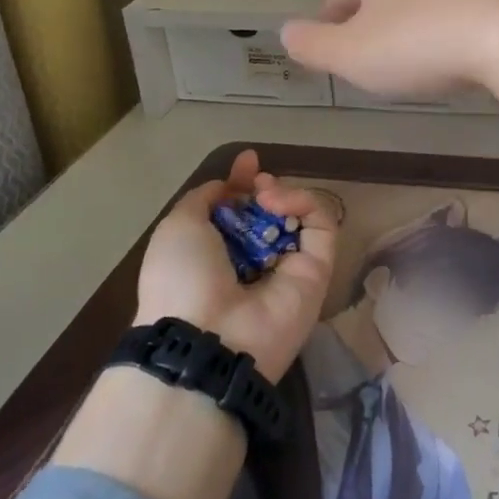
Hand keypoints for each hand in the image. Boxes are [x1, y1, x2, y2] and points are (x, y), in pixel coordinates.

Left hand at [136, 150, 336, 381]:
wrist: (206, 338)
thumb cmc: (183, 279)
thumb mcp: (177, 227)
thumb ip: (203, 199)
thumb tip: (228, 185)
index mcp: (220, 255)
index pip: (242, 212)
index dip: (244, 184)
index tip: (248, 161)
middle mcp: (256, 262)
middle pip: (273, 213)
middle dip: (267, 188)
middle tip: (260, 180)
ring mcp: (290, 267)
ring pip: (300, 217)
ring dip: (284, 195)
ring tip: (266, 194)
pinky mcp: (319, 271)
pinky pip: (321, 227)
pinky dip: (304, 204)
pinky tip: (278, 204)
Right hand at [281, 0, 498, 99]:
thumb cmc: (415, 43)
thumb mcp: (349, 54)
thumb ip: (312, 45)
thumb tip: (284, 31)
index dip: (329, 30)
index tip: (333, 60)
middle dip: (369, 32)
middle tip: (370, 70)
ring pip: (413, 7)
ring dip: (406, 35)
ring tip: (410, 71)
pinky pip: (448, 17)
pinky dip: (440, 38)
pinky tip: (449, 63)